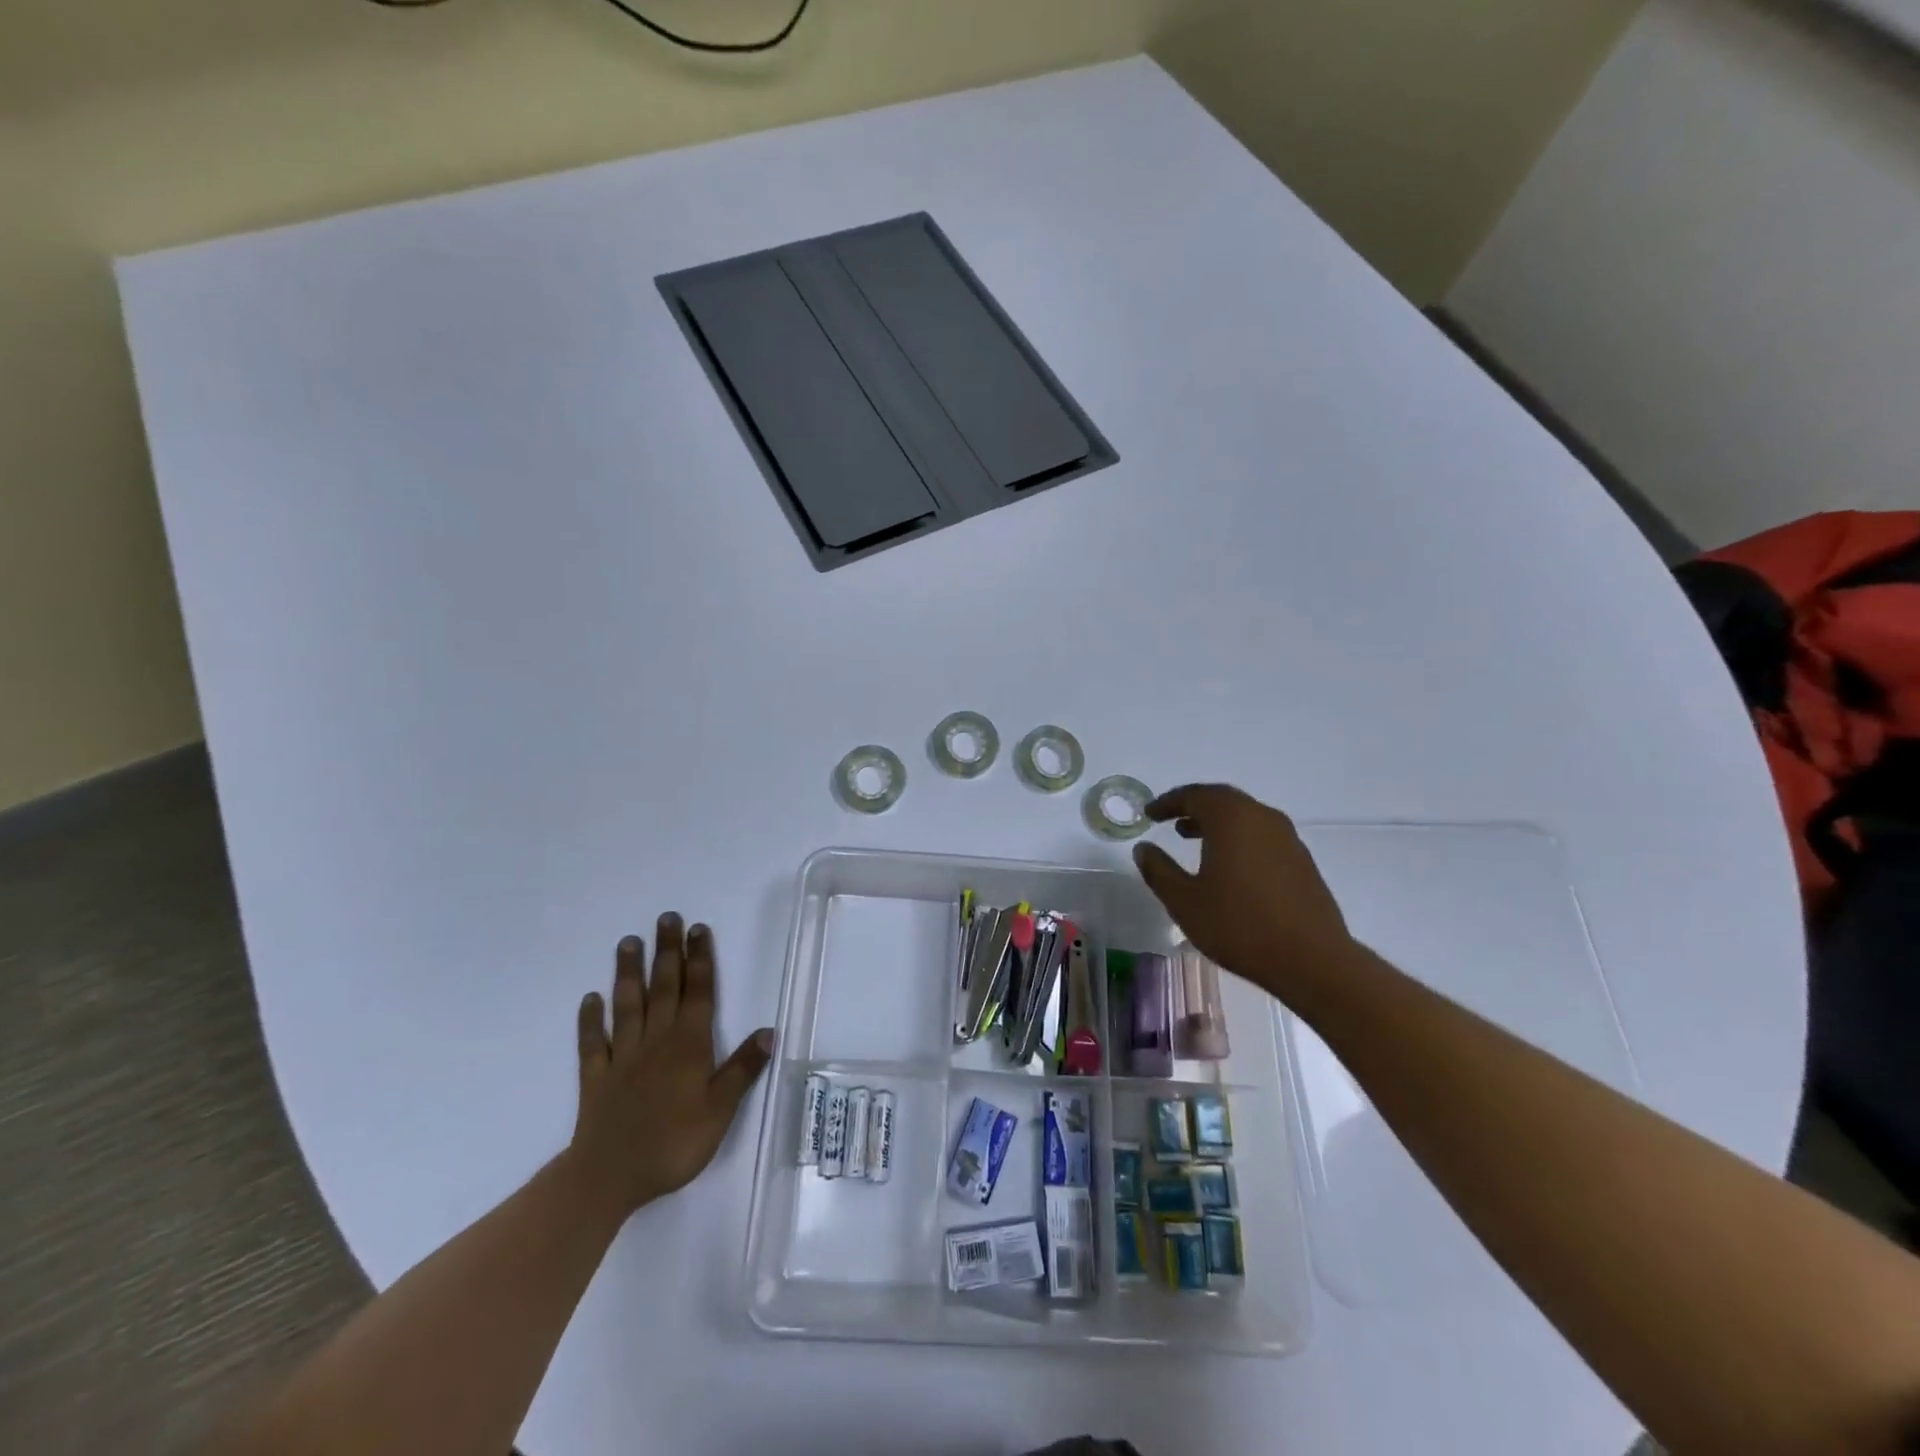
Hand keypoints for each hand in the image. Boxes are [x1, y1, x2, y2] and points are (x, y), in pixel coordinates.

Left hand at [569, 914, 772, 1220]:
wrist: (609, 1177)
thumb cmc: (673, 1143)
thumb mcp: (720, 1110)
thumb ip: (742, 1069)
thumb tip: (769, 1031)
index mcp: (689, 1045)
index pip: (698, 993)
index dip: (700, 959)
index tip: (698, 929)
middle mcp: (656, 1040)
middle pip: (663, 987)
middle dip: (667, 951)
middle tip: (666, 918)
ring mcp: (623, 1057)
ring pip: (627, 1005)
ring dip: (628, 972)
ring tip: (628, 942)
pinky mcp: (596, 1077)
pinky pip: (592, 1042)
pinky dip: (590, 1019)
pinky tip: (589, 999)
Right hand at [1131, 784, 1356, 991]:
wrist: (1312, 960)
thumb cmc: (1239, 925)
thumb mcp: (1184, 901)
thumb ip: (1159, 870)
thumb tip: (1143, 849)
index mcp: (1231, 818)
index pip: (1194, 795)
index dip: (1168, 802)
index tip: (1149, 813)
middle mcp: (1262, 818)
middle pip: (1222, 799)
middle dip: (1193, 806)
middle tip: (1170, 819)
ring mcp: (1287, 838)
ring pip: (1245, 816)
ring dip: (1216, 822)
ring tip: (1192, 838)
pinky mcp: (1302, 861)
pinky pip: (1262, 835)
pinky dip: (1238, 838)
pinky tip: (1228, 865)